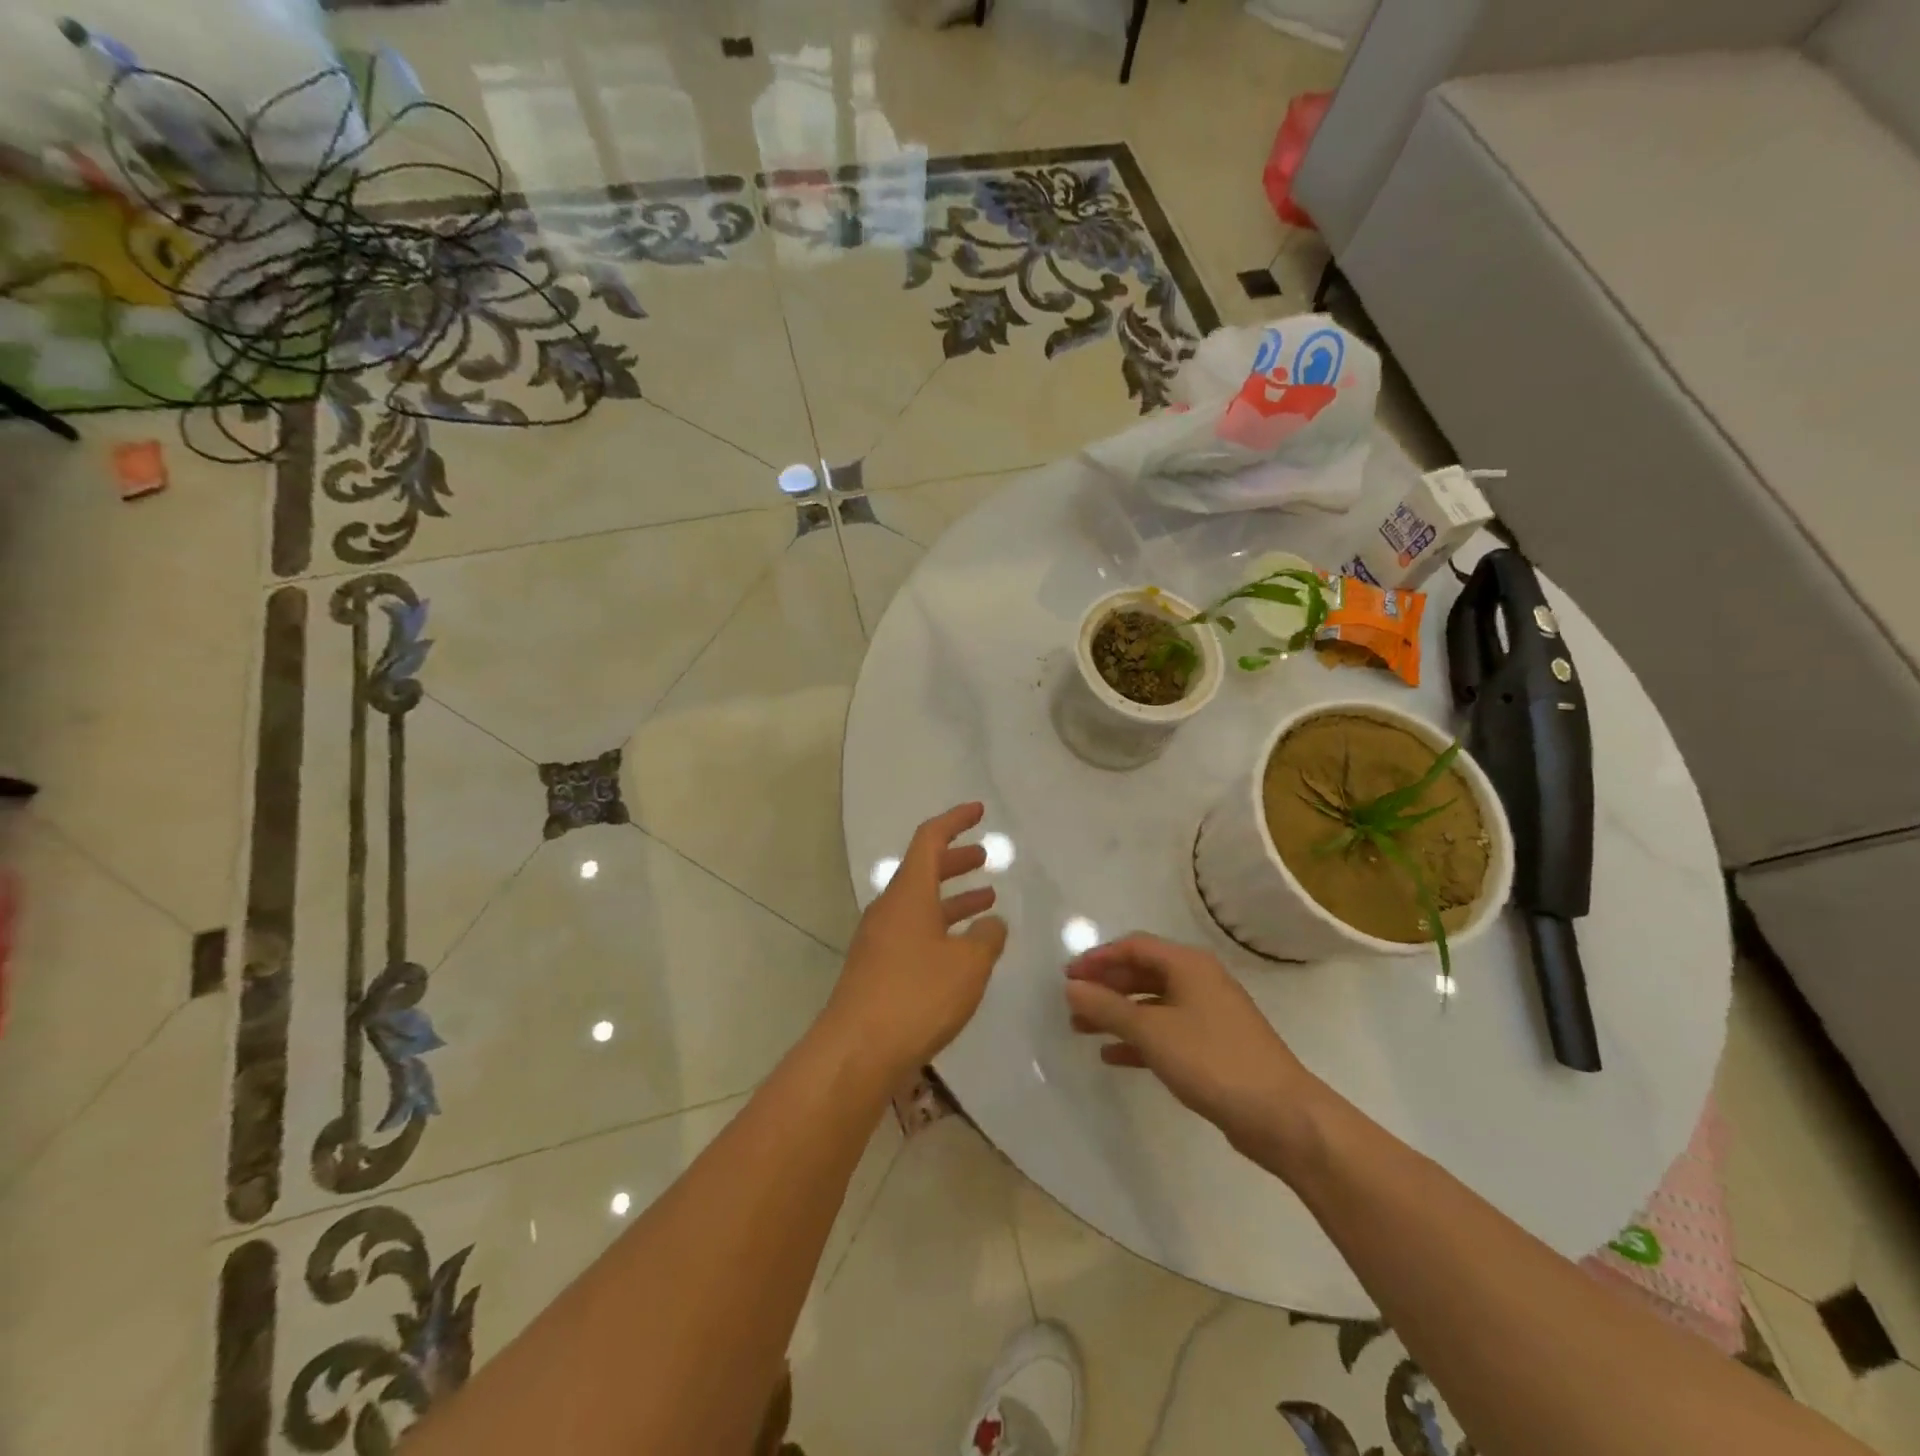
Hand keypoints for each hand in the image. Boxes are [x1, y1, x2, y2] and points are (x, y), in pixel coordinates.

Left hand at [824, 803, 1008, 1086]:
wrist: (857, 1051)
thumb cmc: (916, 996)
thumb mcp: (968, 965)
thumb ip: (987, 938)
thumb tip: (991, 923)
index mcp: (908, 893)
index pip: (930, 839)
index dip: (955, 821)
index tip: (978, 811)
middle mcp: (889, 909)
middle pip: (923, 870)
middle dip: (956, 860)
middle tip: (985, 858)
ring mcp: (879, 940)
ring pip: (921, 904)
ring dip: (953, 897)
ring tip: (987, 900)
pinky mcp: (877, 969)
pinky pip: (915, 933)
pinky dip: (942, 928)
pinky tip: (963, 950)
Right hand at [1065, 935, 1323, 1166]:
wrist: (1281, 1116)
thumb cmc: (1212, 1060)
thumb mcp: (1152, 1031)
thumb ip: (1108, 1007)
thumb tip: (1071, 987)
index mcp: (1188, 965)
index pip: (1134, 946)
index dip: (1098, 958)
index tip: (1068, 977)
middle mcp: (1199, 981)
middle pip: (1142, 972)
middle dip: (1106, 986)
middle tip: (1072, 1003)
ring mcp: (1208, 1015)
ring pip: (1152, 1004)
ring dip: (1117, 1014)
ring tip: (1082, 1029)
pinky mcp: (1213, 1047)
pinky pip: (1166, 1032)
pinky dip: (1138, 1039)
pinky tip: (1112, 1056)